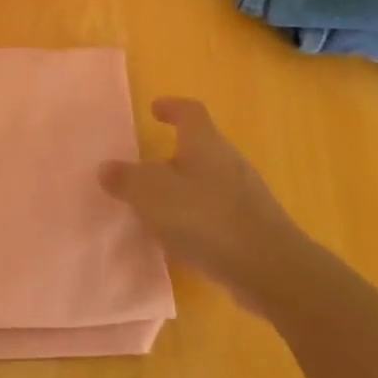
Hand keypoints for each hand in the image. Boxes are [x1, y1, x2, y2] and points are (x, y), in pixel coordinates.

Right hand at [99, 98, 308, 313]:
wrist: (270, 270)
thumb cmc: (205, 217)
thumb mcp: (150, 193)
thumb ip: (125, 179)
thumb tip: (107, 168)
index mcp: (205, 143)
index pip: (190, 112)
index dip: (172, 107)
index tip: (155, 109)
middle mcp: (228, 162)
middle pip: (199, 147)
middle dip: (172, 155)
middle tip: (145, 166)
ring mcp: (246, 196)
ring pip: (208, 182)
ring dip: (183, 189)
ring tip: (156, 207)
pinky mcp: (254, 228)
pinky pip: (217, 213)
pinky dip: (197, 218)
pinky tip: (180, 239)